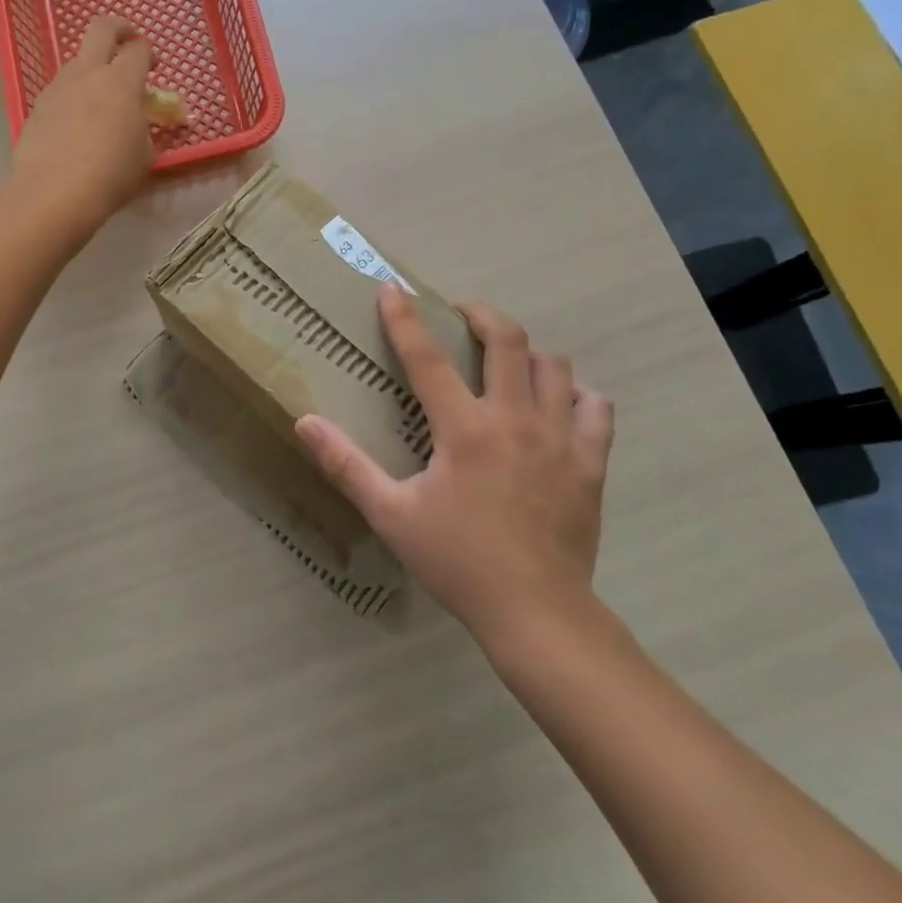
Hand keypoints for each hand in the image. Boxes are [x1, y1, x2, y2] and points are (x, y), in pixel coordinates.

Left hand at [10, 16, 155, 231]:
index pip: (138, 49)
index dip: (148, 53)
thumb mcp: (144, 156)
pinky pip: (62, 89)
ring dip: (93, 68)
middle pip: (102, 29)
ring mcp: (58, 87)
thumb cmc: (111, 175)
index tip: (153, 66)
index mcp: (121, 81)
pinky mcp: (38, 106)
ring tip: (103, 99)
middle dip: (119, 28)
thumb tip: (140, 125)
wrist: (54, 194)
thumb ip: (146, 131)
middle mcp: (88, 73)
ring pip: (78, 61)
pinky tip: (78, 124)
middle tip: (128, 41)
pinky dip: (75, 95)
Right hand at [295, 285, 613, 648]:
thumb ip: (346, 464)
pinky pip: (596, 408)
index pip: (426, 357)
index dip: (404, 318)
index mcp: (464, 428)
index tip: (391, 288)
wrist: (537, 613)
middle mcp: (515, 419)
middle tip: (463, 315)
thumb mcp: (391, 515)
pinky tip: (560, 407)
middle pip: (507, 339)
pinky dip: (578, 396)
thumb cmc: (458, 561)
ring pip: (555, 366)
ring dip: (529, 354)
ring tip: (509, 364)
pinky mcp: (591, 462)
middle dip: (481, 315)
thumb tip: (305, 422)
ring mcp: (560, 438)